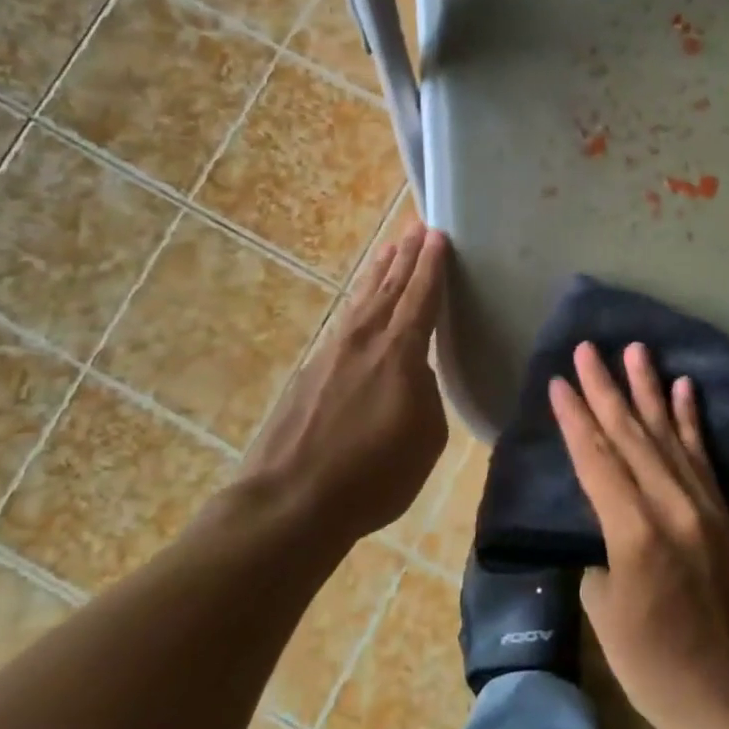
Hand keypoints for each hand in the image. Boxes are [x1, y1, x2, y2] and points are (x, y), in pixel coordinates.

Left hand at [242, 223, 449, 543]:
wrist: (290, 502)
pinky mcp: (312, 371)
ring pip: (363, 299)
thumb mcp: (425, 439)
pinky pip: (345, 320)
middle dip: (406, 255)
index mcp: (399, 353)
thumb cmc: (372, 476)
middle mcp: (365, 340)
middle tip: (417, 227)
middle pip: (390, 287)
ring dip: (379, 271)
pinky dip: (359, 300)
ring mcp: (333, 352)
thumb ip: (425, 394)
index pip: (421, 297)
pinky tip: (361, 302)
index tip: (437, 235)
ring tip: (390, 246)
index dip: (431, 266)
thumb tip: (414, 374)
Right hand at [551, 342, 728, 728]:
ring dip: (647, 388)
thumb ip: (600, 555)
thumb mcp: (605, 613)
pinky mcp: (720, 510)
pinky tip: (682, 386)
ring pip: (666, 433)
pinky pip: (701, 454)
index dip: (575, 418)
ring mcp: (700, 504)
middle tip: (587, 348)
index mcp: (633, 532)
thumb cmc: (653, 665)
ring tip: (635, 349)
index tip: (558, 382)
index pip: (596, 460)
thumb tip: (604, 528)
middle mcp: (669, 505)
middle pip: (629, 434)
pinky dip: (689, 418)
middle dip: (604, 388)